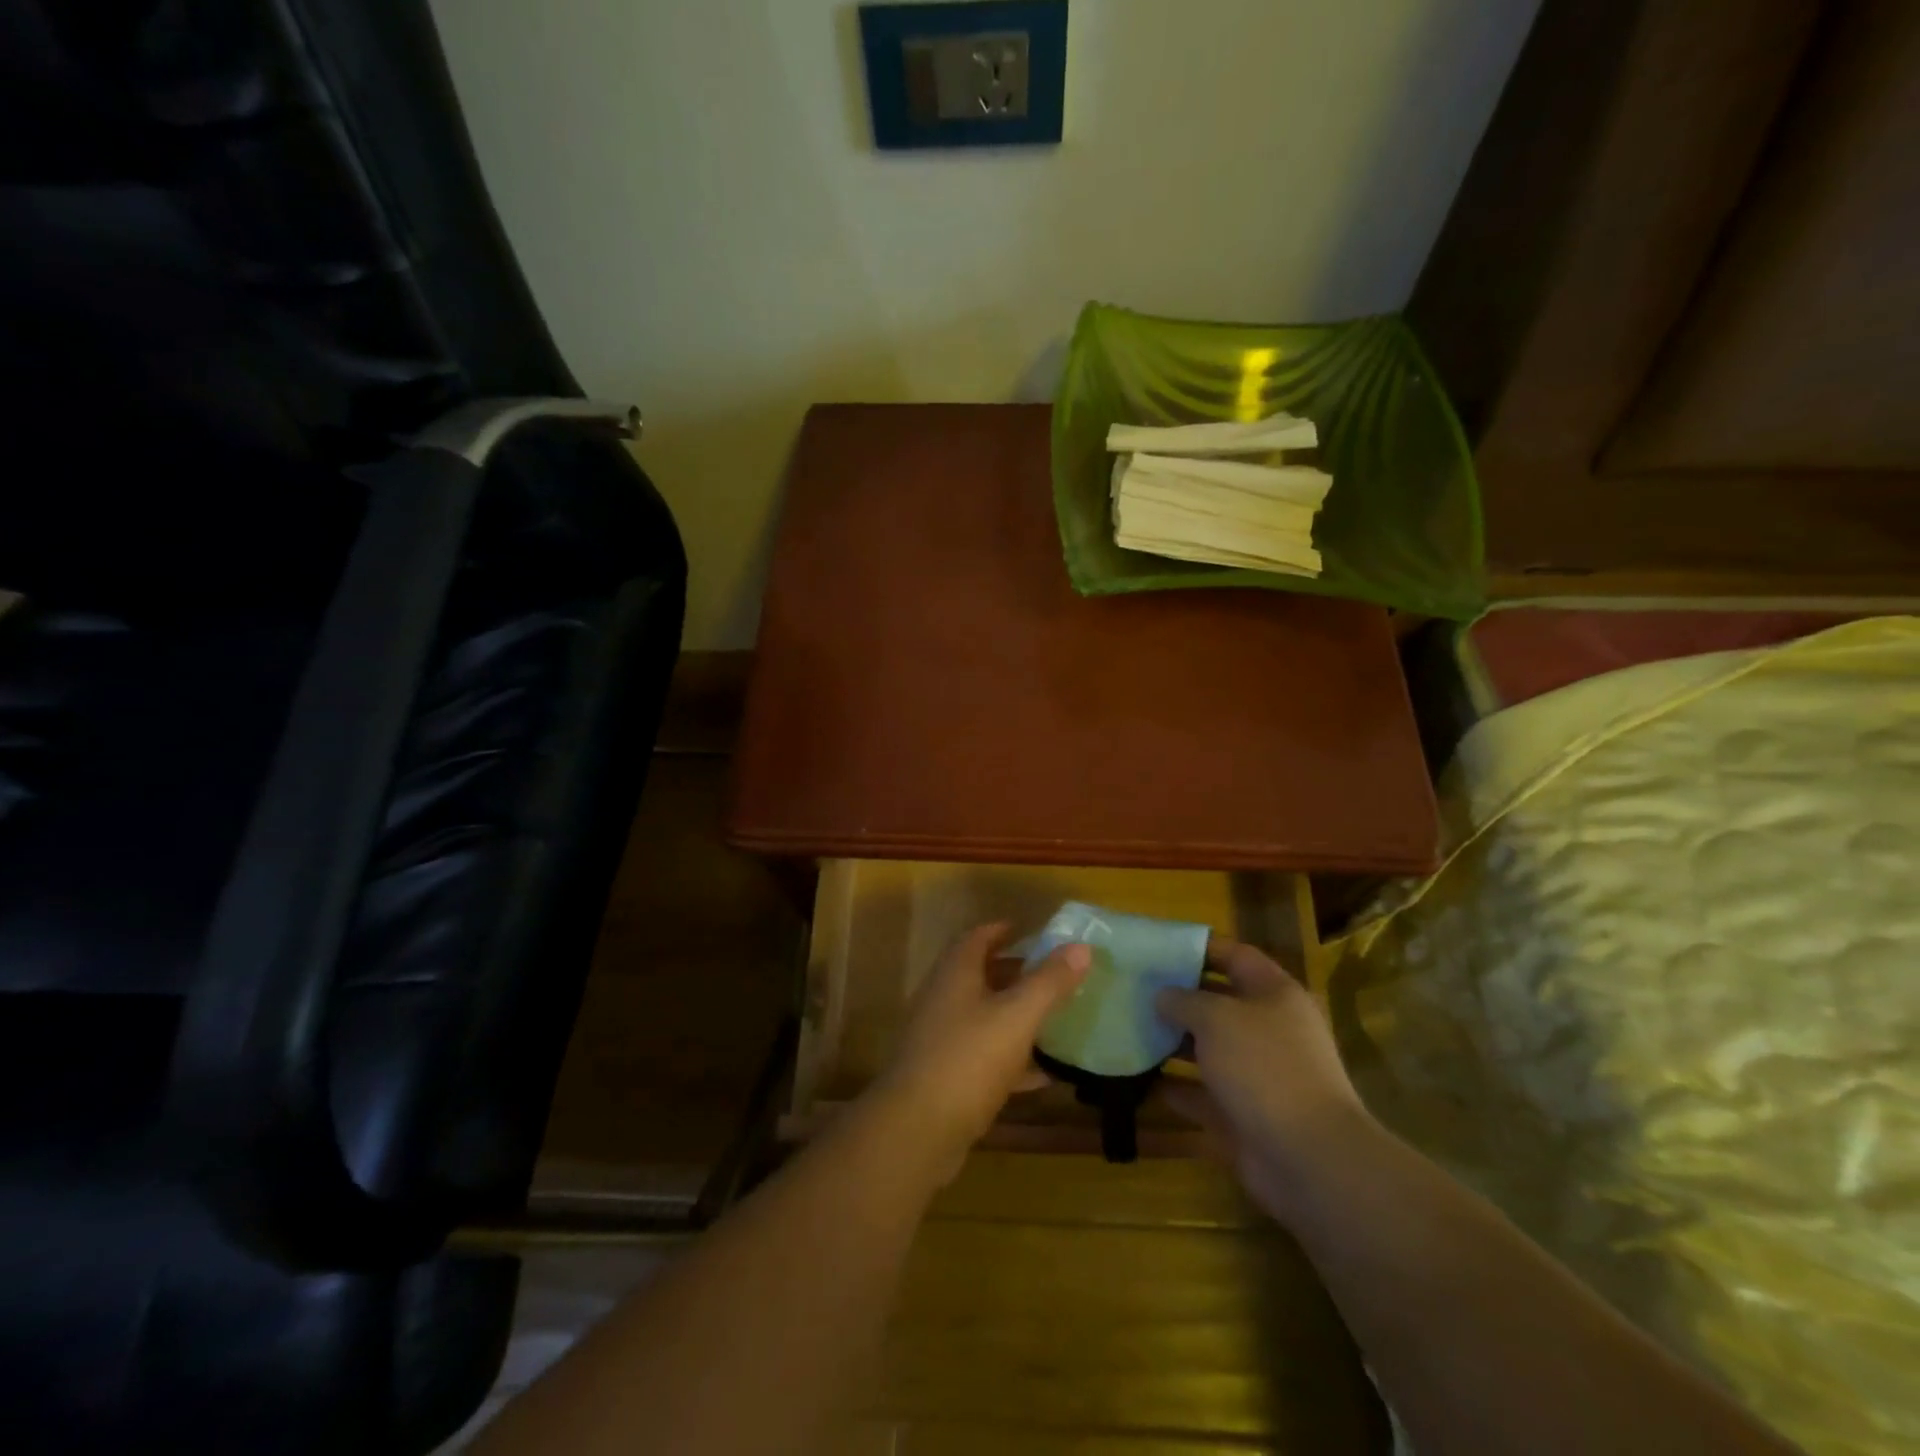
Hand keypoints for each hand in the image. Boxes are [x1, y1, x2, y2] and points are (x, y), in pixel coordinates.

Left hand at [867, 922, 1089, 1179]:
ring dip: (1014, 1015)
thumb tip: (1082, 947)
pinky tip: (1042, 1075)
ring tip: (1053, 1019)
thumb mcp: (1017, 1016)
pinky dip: (1011, 1059)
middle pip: (980, 975)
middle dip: (1015, 973)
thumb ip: (1049, 982)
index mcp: (955, 974)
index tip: (1031, 933)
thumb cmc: (969, 1059)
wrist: (917, 1130)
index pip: (977, 937)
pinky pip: (983, 1056)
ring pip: (983, 1016)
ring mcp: (940, 1039)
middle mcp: (943, 999)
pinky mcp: (944, 1076)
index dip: (1003, 931)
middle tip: (1052, 976)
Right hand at [1156, 938, 1373, 1223]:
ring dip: (1171, 1043)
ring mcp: (1257, 1075)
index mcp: (1275, 995)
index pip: (1235, 956)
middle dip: (1178, 997)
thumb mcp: (1216, 1018)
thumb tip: (1163, 996)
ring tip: (1128, 1029)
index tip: (1158, 947)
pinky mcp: (1242, 1114)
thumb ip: (1184, 1001)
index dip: (1200, 948)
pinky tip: (1138, 1079)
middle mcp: (1268, 1030)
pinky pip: (1201, 1094)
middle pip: (1218, 1003)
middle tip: (1133, 989)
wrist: (1308, 1158)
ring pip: (1207, 1050)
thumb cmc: (1264, 1066)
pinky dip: (1174, 1087)